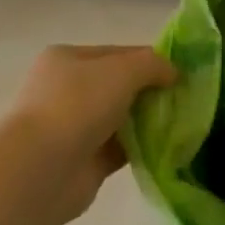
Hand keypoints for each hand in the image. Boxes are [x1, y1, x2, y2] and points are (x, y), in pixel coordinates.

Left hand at [10, 45, 174, 221]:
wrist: (40, 170)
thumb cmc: (77, 105)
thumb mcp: (124, 70)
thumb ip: (154, 65)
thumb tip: (174, 73)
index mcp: (66, 60)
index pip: (118, 53)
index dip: (150, 60)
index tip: (180, 72)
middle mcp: (65, 91)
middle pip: (119, 86)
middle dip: (150, 91)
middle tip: (184, 98)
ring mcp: (72, 128)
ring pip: (120, 118)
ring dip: (147, 120)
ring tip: (181, 122)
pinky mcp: (83, 162)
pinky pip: (120, 149)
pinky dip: (141, 147)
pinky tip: (166, 146)